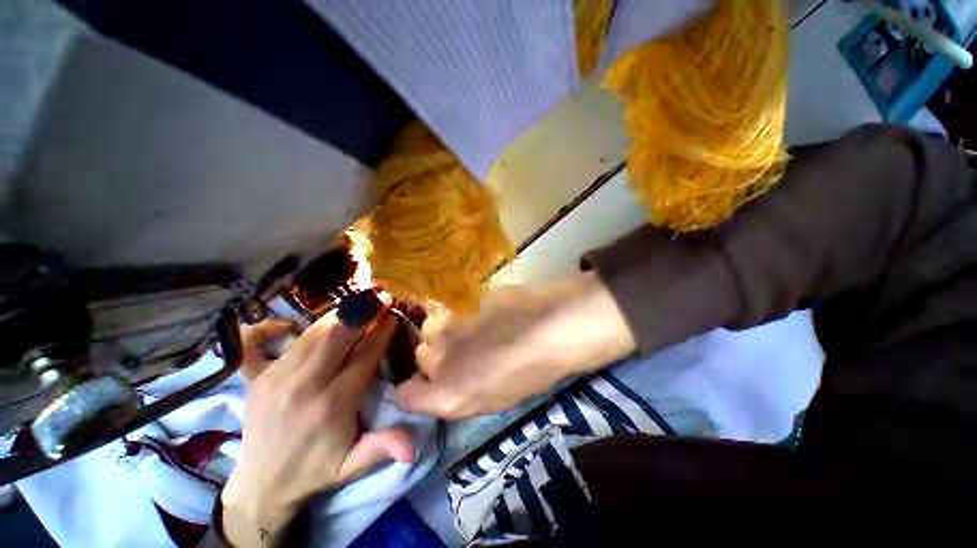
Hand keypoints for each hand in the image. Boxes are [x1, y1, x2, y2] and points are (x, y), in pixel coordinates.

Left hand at [221, 311, 414, 546]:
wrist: (261, 487)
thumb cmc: (315, 472)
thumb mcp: (352, 466)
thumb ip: (382, 448)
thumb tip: (413, 448)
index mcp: (333, 405)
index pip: (363, 357)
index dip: (380, 332)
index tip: (392, 315)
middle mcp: (304, 386)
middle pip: (336, 337)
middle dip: (361, 313)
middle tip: (379, 297)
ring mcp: (275, 379)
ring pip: (310, 335)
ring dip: (335, 316)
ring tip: (355, 302)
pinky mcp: (255, 380)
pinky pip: (255, 346)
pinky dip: (267, 328)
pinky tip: (283, 323)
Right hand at [395, 271, 635, 418]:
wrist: (550, 328)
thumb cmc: (532, 371)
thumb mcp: (496, 399)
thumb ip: (463, 393)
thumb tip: (450, 381)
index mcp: (448, 396)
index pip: (405, 395)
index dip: (417, 387)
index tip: (430, 379)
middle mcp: (437, 362)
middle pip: (420, 355)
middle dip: (438, 354)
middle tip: (465, 348)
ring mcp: (445, 327)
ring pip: (431, 327)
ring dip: (446, 328)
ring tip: (472, 324)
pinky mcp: (456, 300)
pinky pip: (447, 306)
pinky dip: (457, 310)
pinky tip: (479, 308)